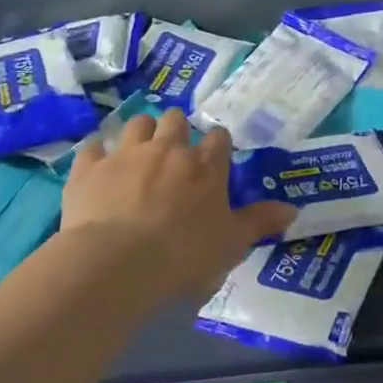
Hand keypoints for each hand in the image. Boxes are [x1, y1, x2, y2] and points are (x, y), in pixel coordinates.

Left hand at [60, 108, 294, 302]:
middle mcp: (168, 149)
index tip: (215, 159)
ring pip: (137, 123)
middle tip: (174, 152)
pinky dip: (97, 154)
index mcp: (205, 166)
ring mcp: (126, 154)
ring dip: (141, 133)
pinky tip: (98, 167)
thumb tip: (293, 209)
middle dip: (177, 129)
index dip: (217, 146)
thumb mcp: (232, 244)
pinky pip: (93, 147)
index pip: (219, 139)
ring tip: (139, 152)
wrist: (116, 263)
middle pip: (175, 120)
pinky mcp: (89, 168)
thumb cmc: (184, 255)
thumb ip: (260, 222)